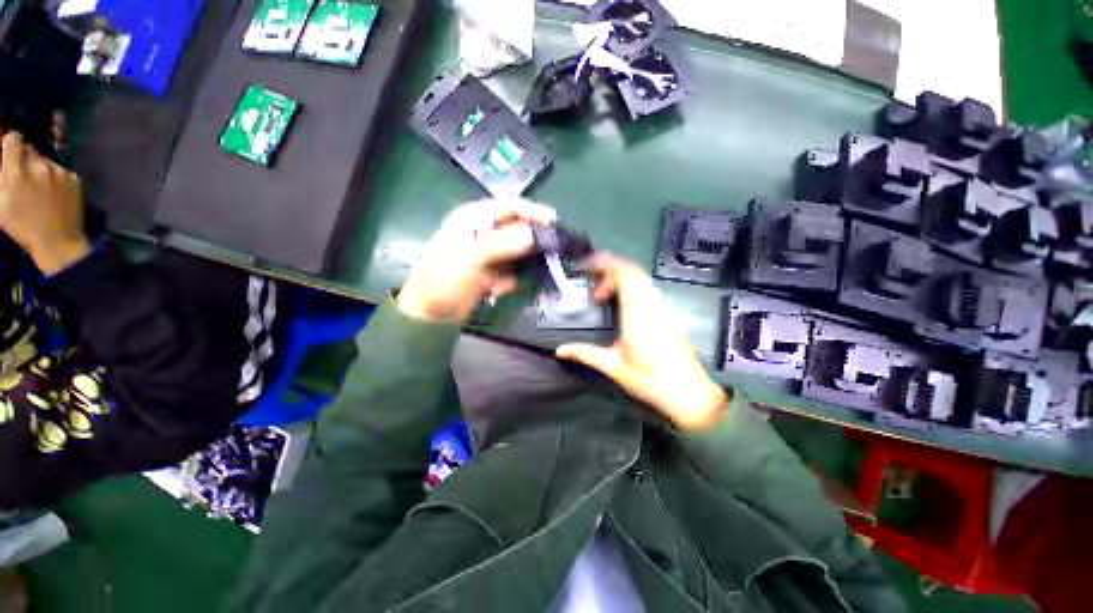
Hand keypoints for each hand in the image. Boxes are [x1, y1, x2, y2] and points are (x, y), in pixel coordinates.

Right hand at [0, 132, 88, 274]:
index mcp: (17, 173)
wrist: (58, 242)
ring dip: (39, 167)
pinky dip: (55, 176)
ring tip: (38, 187)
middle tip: (22, 174)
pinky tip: (53, 193)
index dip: (10, 143)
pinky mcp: (75, 179)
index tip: (8, 151)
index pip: (13, 140)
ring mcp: (60, 172)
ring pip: (45, 159)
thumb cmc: (23, 227)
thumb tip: (3, 163)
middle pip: (29, 149)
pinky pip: (61, 170)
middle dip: (23, 158)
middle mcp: (40, 167)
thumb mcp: (1, 204)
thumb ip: (1, 178)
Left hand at [397, 199, 556, 323]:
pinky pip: (512, 270)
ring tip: (516, 278)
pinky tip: (497, 290)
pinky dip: (510, 280)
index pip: (509, 207)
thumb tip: (534, 234)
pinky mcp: (492, 270)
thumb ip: (502, 243)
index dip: (533, 212)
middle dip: (533, 242)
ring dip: (521, 265)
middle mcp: (483, 231)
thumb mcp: (471, 258)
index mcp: (473, 218)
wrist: (432, 315)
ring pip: (518, 251)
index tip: (555, 223)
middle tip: (552, 253)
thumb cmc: (445, 280)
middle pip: (518, 228)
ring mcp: (488, 252)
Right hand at [555, 254, 728, 430]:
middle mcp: (652, 306)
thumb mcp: (615, 367)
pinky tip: (621, 304)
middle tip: (592, 279)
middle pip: (634, 272)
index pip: (626, 276)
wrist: (690, 394)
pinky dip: (631, 287)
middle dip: (611, 268)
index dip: (607, 265)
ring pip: (643, 279)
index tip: (589, 268)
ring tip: (603, 292)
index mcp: (638, 315)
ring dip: (622, 277)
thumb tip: (560, 350)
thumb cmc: (651, 381)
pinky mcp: (668, 315)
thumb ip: (586, 354)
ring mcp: (663, 309)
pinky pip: (648, 290)